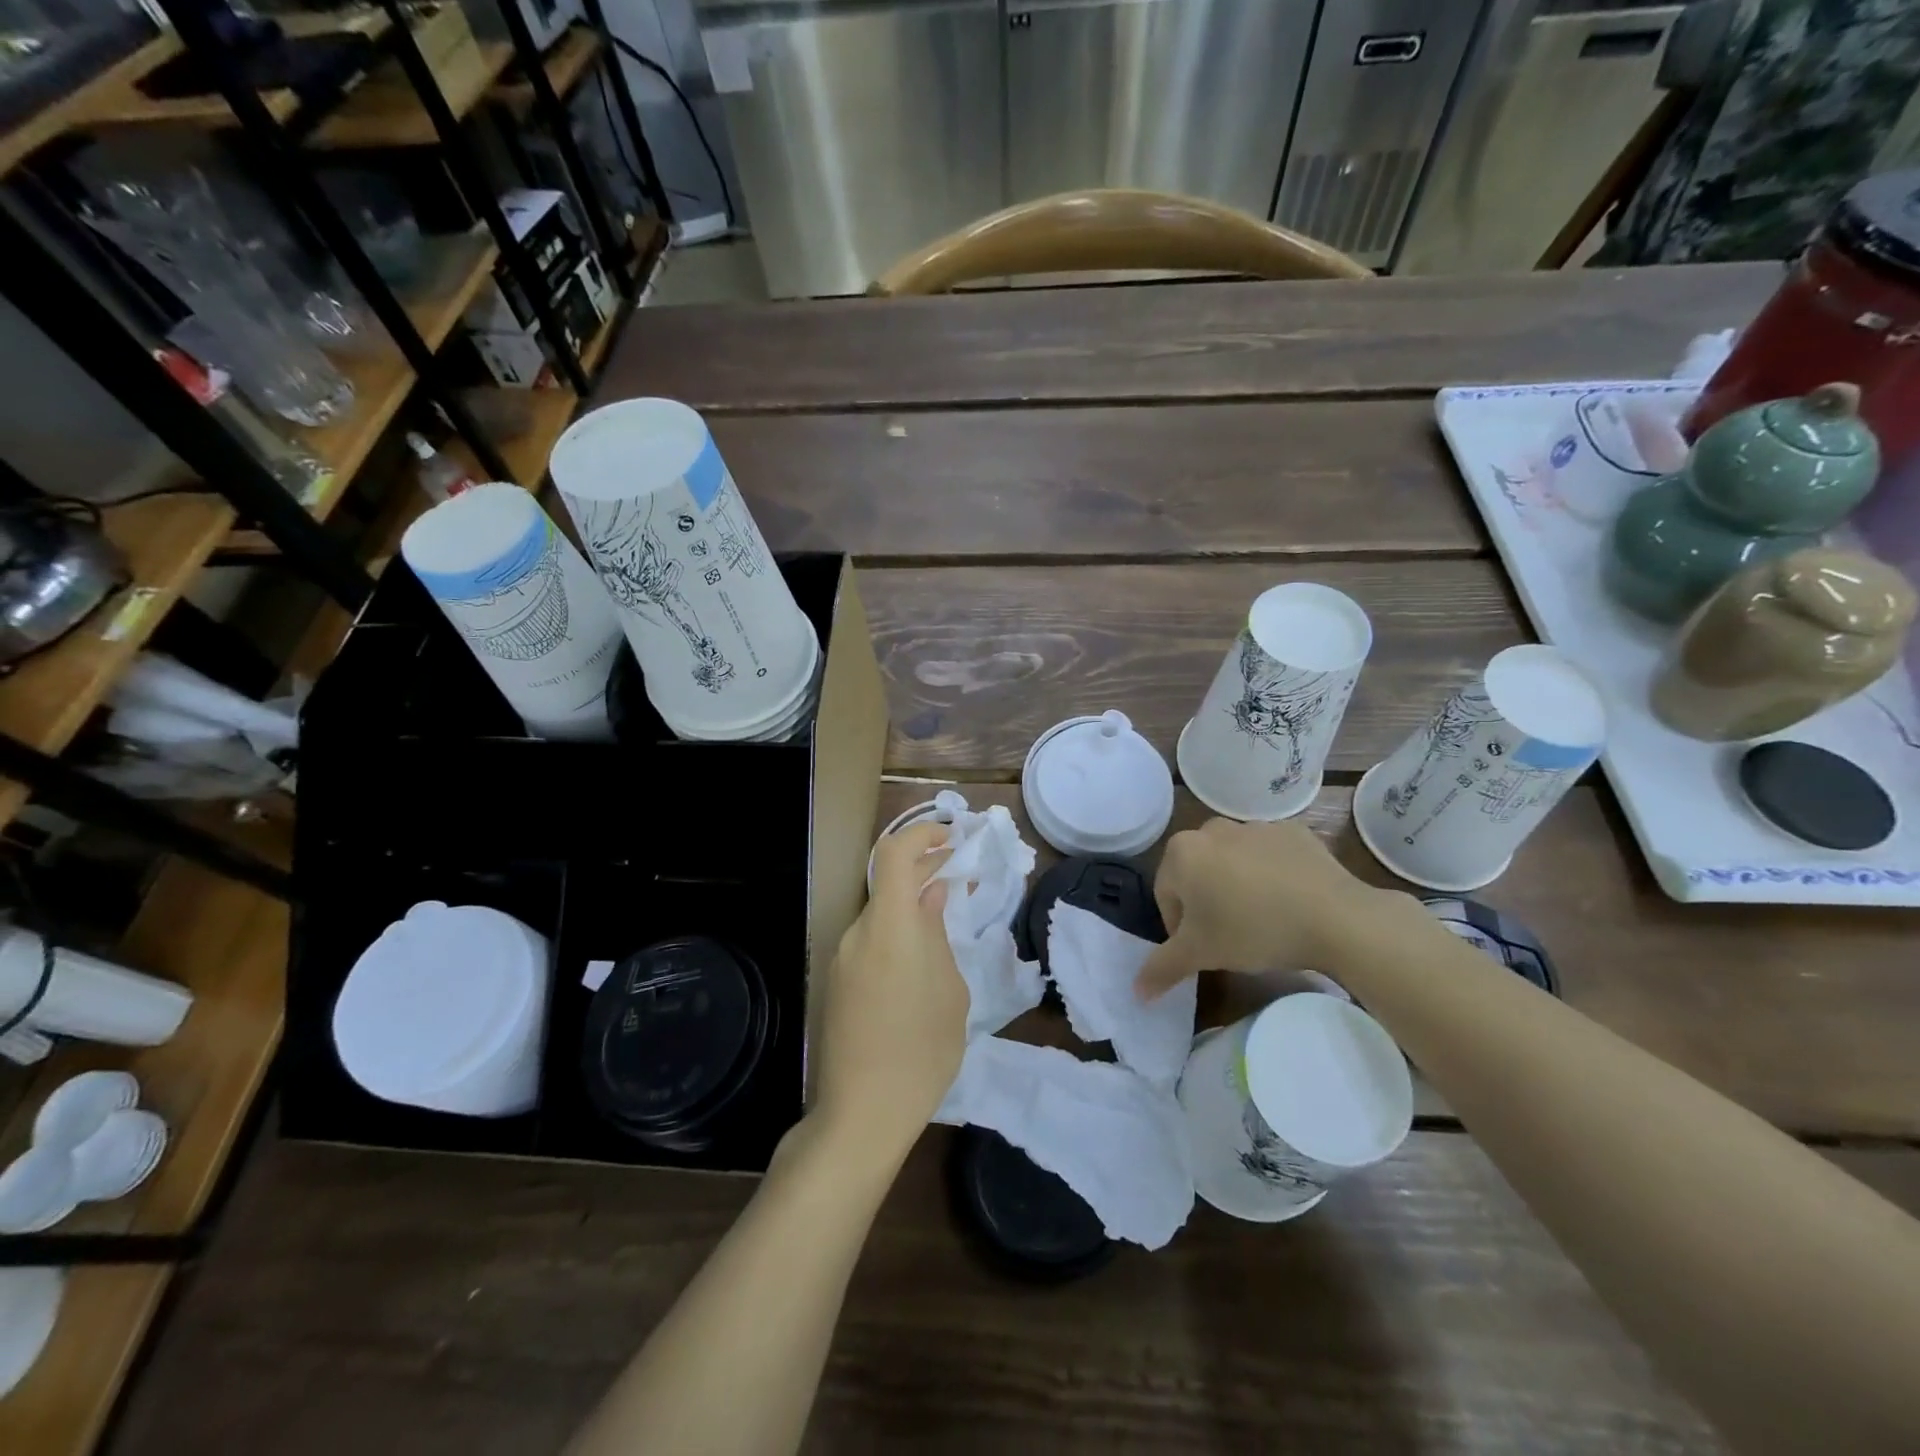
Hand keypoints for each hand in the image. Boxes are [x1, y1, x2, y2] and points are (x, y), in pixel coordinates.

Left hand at [809, 822, 967, 1163]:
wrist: (861, 1114)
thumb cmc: (920, 1051)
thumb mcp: (949, 990)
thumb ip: (938, 933)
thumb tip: (934, 893)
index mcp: (889, 927)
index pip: (894, 853)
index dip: (922, 833)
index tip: (951, 836)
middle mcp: (858, 932)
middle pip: (887, 882)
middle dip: (924, 869)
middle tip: (961, 872)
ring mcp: (842, 958)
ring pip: (881, 914)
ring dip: (911, 905)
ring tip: (947, 920)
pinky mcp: (836, 982)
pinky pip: (870, 941)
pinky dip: (897, 933)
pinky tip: (921, 960)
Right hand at [1135, 817, 1405, 1000]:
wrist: (1335, 917)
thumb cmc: (1252, 930)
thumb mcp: (1201, 955)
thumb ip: (1162, 968)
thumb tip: (1137, 993)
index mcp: (1182, 851)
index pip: (1166, 895)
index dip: (1180, 928)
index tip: (1205, 949)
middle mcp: (1212, 829)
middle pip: (1198, 873)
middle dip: (1208, 902)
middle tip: (1230, 936)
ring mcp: (1255, 826)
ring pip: (1233, 863)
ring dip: (1238, 886)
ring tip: (1263, 920)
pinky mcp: (1293, 832)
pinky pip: (1270, 856)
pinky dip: (1272, 875)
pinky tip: (1290, 902)